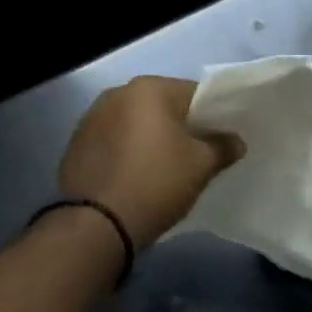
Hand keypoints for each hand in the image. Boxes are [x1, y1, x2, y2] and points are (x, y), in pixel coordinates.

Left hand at [58, 76, 242, 246]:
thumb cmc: (156, 183)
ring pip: (135, 123)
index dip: (213, 115)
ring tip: (164, 167)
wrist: (97, 223)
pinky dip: (127, 152)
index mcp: (149, 89)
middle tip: (196, 154)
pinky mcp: (76, 143)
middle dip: (179, 126)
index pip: (194, 93)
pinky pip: (113, 141)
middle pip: (161, 106)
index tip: (222, 138)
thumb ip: (222, 147)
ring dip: (150, 139)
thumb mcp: (201, 166)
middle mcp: (117, 93)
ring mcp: (91, 117)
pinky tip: (136, 175)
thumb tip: (235, 141)